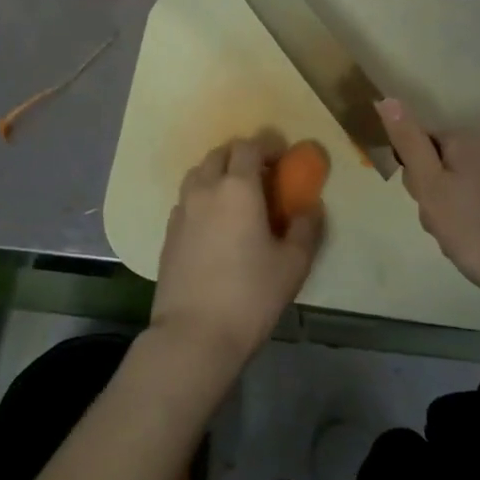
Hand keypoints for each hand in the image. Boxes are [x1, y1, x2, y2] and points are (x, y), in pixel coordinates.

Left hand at [151, 132, 322, 372]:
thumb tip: (310, 207)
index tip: (282, 156)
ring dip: (218, 174)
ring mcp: (181, 210)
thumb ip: (306, 228)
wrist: (194, 334)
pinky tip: (215, 224)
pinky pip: (187, 200)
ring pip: (198, 174)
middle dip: (241, 156)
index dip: (267, 145)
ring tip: (237, 197)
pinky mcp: (168, 233)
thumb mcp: (293, 264)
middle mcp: (205, 189)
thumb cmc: (250, 294)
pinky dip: (203, 198)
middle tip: (261, 175)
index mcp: (237, 187)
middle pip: (219, 154)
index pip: (249, 146)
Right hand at [376, 99, 479, 328]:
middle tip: (444, 226)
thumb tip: (386, 99)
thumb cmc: (479, 232)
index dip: (416, 178)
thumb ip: (408, 143)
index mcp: (467, 138)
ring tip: (463, 239)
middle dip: (435, 195)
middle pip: (442, 163)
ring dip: (454, 210)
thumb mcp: (432, 189)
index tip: (427, 206)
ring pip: (462, 183)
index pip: (420, 145)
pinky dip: (477, 216)